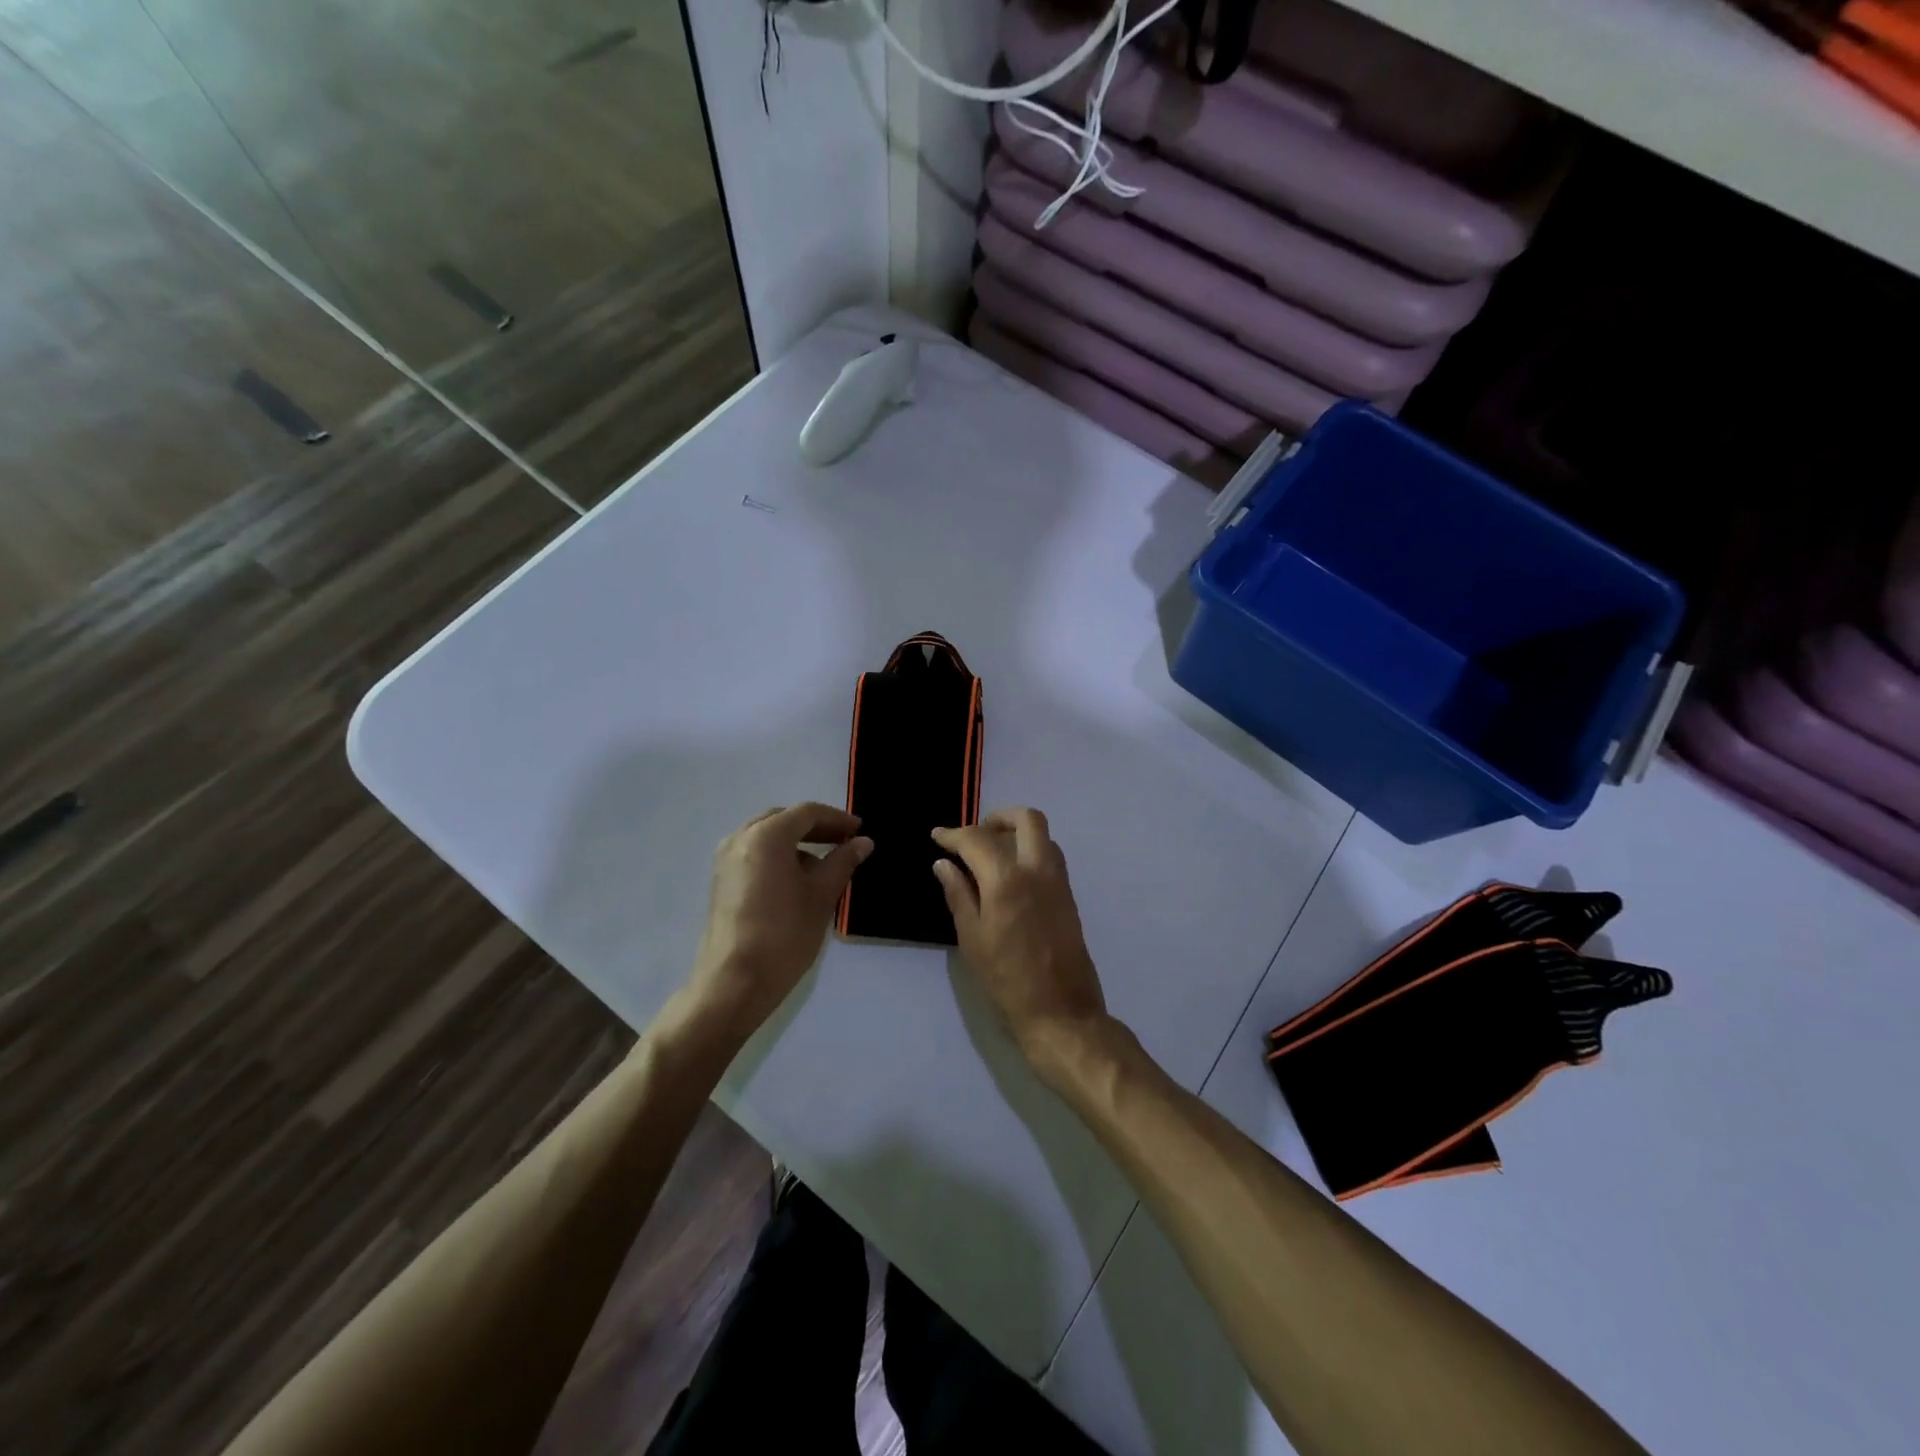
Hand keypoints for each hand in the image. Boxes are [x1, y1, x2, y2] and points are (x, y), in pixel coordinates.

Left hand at [686, 803, 871, 1041]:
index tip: (859, 831)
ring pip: (767, 836)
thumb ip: (843, 862)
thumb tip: (863, 842)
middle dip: (816, 827)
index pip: (807, 813)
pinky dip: (778, 856)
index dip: (837, 819)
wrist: (733, 983)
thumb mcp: (821, 896)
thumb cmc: (784, 935)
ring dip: (796, 842)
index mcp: (766, 836)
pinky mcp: (721, 881)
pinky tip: (797, 880)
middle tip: (844, 842)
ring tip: (825, 863)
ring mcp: (726, 860)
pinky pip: (754, 854)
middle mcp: (741, 838)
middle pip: (784, 819)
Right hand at [932, 809, 1108, 1075]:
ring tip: (991, 856)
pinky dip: (1030, 852)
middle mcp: (1038, 870)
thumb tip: (944, 864)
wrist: (1061, 1013)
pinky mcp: (1069, 897)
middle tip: (976, 835)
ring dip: (1018, 834)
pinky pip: (1051, 857)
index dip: (953, 834)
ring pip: (1043, 836)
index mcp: (1007, 880)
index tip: (937, 836)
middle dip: (998, 818)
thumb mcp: (972, 939)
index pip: (977, 839)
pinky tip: (1010, 878)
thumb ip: (958, 895)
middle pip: (1027, 819)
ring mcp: (1059, 882)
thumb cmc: (1007, 981)